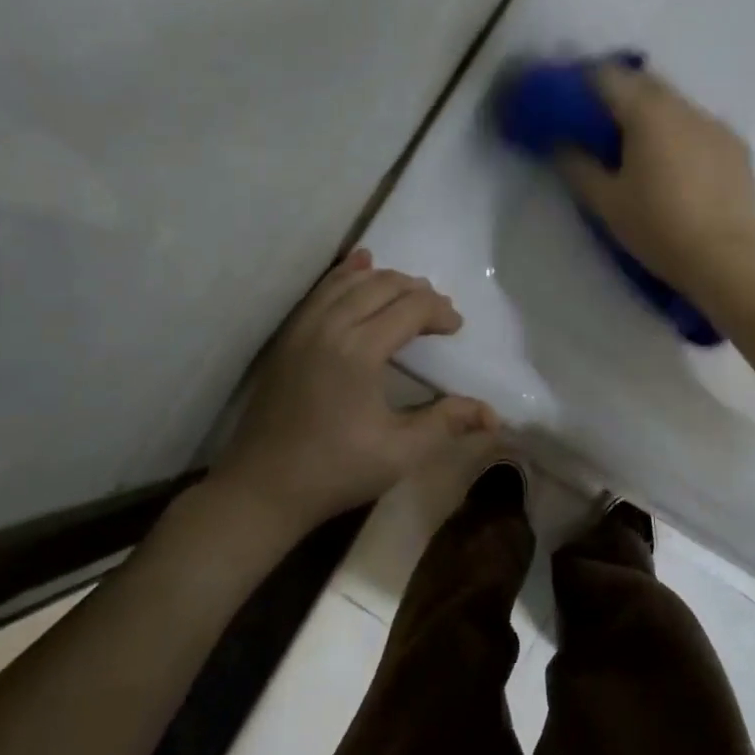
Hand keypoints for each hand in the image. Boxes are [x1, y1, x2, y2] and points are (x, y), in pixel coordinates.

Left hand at [210, 249, 497, 532]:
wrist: (262, 489)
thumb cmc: (336, 472)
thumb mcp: (401, 452)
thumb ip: (446, 422)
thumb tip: (492, 414)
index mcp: (359, 350)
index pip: (410, 308)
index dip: (440, 312)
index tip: (456, 329)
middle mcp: (330, 326)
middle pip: (382, 285)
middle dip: (417, 291)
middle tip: (438, 314)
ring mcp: (303, 327)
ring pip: (350, 280)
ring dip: (384, 280)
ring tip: (407, 295)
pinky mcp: (287, 336)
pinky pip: (321, 290)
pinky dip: (345, 274)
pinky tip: (359, 265)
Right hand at [554, 62, 754, 295]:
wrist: (726, 258)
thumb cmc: (658, 228)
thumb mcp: (606, 202)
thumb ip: (577, 165)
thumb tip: (560, 143)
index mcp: (647, 114)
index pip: (608, 77)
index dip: (583, 81)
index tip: (568, 98)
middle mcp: (683, 107)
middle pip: (644, 83)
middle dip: (619, 93)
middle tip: (599, 120)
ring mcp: (715, 124)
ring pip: (674, 103)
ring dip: (652, 113)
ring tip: (638, 144)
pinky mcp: (736, 145)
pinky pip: (699, 126)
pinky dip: (680, 133)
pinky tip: (676, 164)